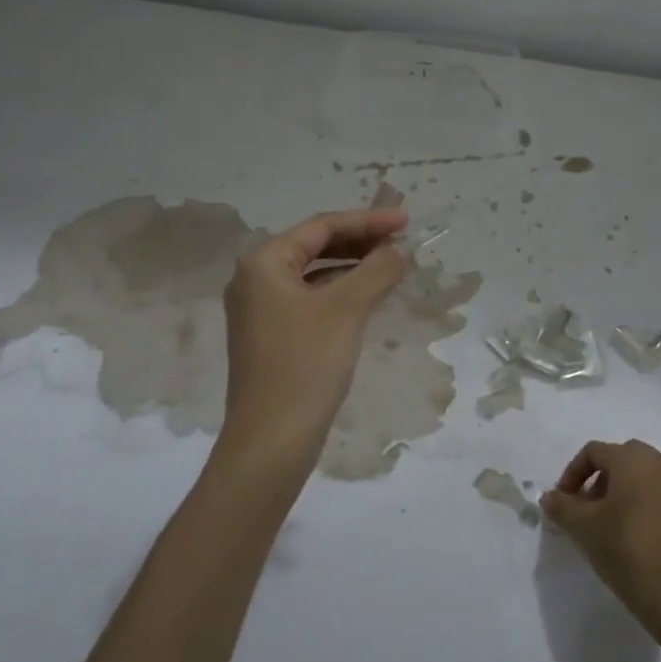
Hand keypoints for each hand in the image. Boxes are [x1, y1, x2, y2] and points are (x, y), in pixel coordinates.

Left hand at [218, 207, 409, 470]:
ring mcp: (259, 310)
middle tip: (401, 240)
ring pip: (313, 274)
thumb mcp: (347, 310)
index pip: (321, 226)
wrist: (271, 441)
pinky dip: (339, 292)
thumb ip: (377, 271)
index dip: (367, 220)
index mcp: (263, 262)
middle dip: (359, 241)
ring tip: (391, 265)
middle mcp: (254, 279)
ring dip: (351, 266)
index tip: (406, 219)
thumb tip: (398, 251)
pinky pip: (309, 299)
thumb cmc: (305, 365)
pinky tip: (366, 298)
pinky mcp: (270, 337)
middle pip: (314, 246)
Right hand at [541, 440, 660, 631]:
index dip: (572, 473)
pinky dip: (637, 500)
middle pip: (617, 459)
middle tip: (583, 508)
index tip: (563, 501)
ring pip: (637, 474)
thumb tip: (548, 497)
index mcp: (632, 458)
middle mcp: (658, 462)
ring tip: (603, 520)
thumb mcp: (582, 526)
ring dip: (616, 490)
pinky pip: (654, 491)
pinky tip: (627, 530)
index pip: (593, 452)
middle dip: (595, 479)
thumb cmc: (623, 548)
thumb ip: (560, 505)